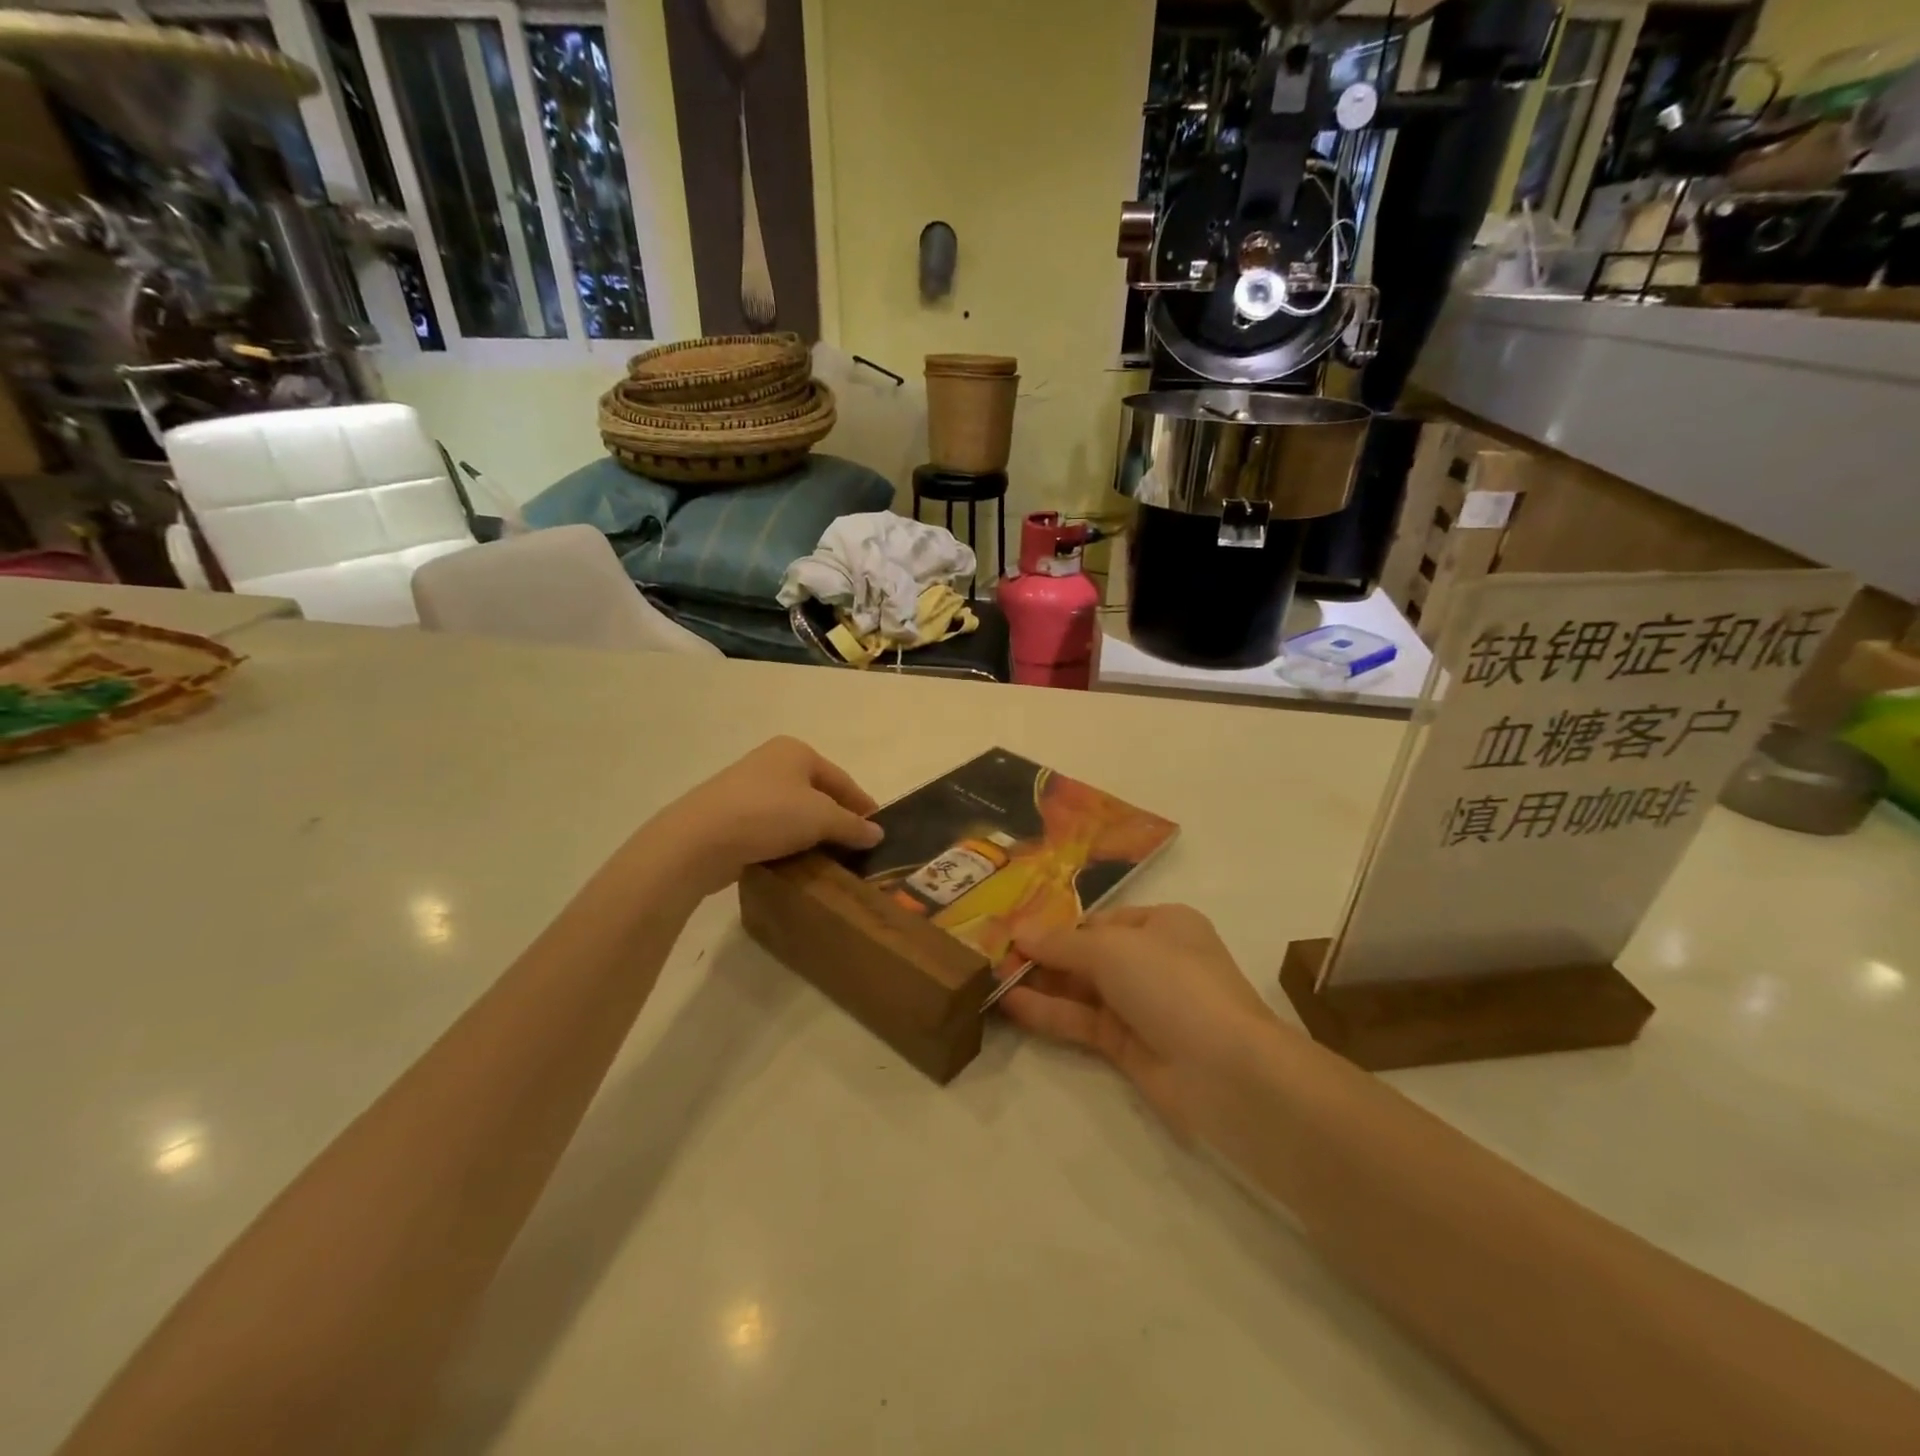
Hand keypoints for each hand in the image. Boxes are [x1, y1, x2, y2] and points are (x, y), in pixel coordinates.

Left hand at [649, 737, 882, 897]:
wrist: (698, 839)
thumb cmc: (768, 815)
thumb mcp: (821, 818)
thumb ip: (853, 825)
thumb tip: (877, 833)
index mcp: (796, 751)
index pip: (842, 779)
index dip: (862, 805)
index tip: (878, 830)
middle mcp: (772, 762)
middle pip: (817, 793)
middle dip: (836, 820)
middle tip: (855, 848)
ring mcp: (747, 788)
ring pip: (793, 812)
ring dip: (811, 834)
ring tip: (828, 859)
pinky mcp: (730, 815)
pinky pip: (770, 827)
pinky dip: (786, 842)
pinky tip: (796, 862)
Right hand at [1000, 905, 1287, 1137]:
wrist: (1226, 1070)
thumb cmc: (1172, 983)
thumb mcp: (1112, 949)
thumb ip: (1061, 943)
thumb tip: (1018, 931)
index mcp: (1162, 924)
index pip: (1100, 920)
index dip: (1058, 925)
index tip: (1014, 928)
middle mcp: (1153, 961)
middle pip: (1088, 954)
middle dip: (1044, 954)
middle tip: (992, 954)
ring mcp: (1142, 1006)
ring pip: (1082, 990)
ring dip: (1040, 983)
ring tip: (989, 977)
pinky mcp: (1130, 1047)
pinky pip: (1082, 1022)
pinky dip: (1049, 1013)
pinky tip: (1010, 1003)